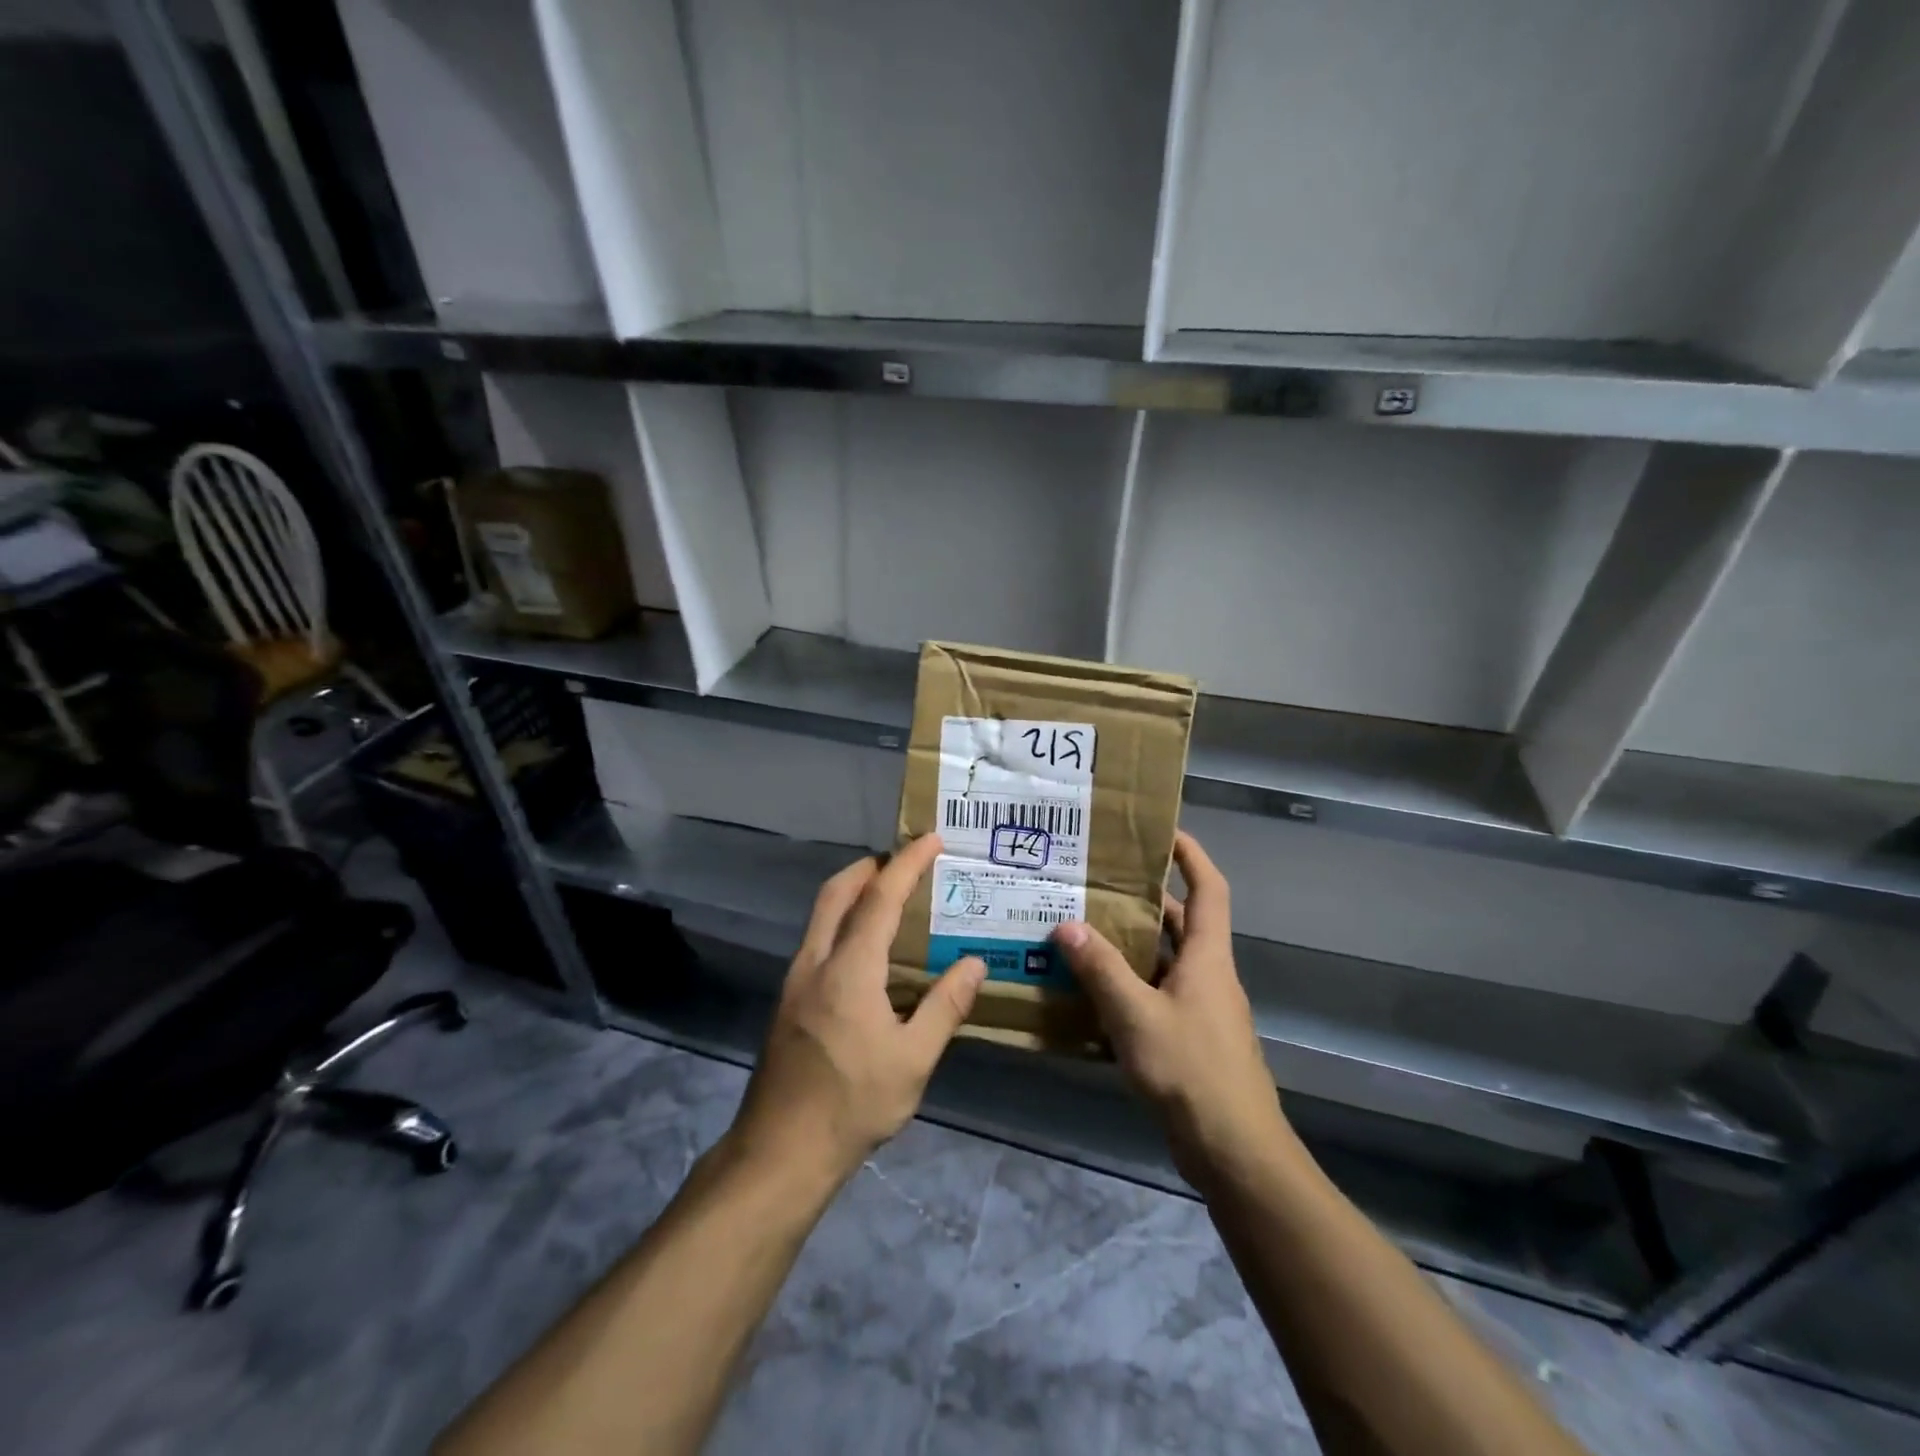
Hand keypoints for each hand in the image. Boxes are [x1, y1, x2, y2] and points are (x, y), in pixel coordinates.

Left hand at [728, 833, 985, 1186]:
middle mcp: (816, 961)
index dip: (907, 863)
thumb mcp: (913, 1060)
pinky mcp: (788, 1001)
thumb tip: (975, 963)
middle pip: (838, 892)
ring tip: (890, 896)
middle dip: (870, 866)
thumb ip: (946, 1006)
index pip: (880, 898)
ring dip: (853, 891)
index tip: (931, 839)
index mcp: (849, 969)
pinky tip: (866, 949)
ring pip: (822, 914)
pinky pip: (817, 939)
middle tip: (905, 861)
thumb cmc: (852, 1105)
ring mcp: (795, 980)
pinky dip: (843, 920)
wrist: (779, 1152)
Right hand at [1051, 831, 1286, 1189]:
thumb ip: (1101, 969)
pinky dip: (1129, 986)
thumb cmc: (1191, 1070)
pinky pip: (1156, 996)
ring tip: (1083, 930)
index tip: (1162, 832)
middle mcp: (1208, 975)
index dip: (1191, 855)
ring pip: (1164, 962)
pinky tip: (1091, 993)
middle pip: (1180, 923)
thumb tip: (1067, 925)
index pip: (1209, 888)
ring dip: (1131, 945)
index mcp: (1207, 957)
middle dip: (1145, 900)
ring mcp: (1201, 1009)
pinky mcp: (1190, 1040)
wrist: (1234, 1150)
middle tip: (1098, 883)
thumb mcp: (1136, 1015)